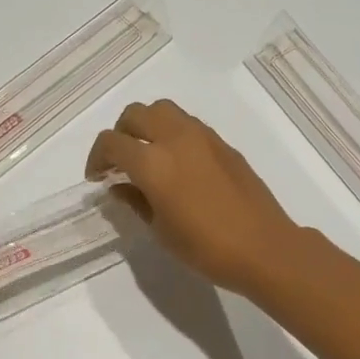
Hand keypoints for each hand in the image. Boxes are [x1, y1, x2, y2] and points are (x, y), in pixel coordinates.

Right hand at [86, 100, 305, 296]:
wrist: (263, 247)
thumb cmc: (205, 248)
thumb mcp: (160, 230)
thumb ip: (135, 201)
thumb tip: (120, 186)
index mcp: (153, 162)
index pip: (111, 142)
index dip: (96, 158)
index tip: (97, 178)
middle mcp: (175, 138)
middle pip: (135, 114)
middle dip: (120, 134)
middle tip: (119, 163)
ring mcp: (202, 136)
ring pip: (163, 110)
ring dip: (146, 126)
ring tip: (147, 156)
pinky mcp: (222, 143)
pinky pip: (187, 124)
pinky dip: (171, 133)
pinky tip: (176, 164)